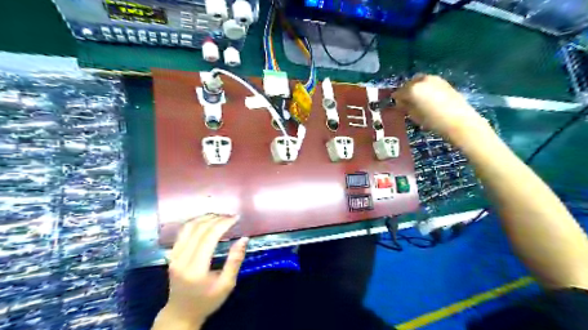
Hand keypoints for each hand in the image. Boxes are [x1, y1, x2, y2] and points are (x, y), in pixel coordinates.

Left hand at [153, 215, 245, 328]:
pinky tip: (206, 221)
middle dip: (217, 219)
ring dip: (206, 217)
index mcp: (196, 269)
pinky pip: (183, 231)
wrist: (181, 312)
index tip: (236, 218)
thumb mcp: (227, 284)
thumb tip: (244, 238)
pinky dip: (196, 222)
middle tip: (231, 216)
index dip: (223, 224)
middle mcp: (182, 259)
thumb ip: (235, 261)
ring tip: (221, 216)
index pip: (209, 237)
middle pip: (199, 229)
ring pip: (189, 227)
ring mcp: (174, 255)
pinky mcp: (171, 254)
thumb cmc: (207, 301)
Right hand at [393, 75, 484, 139]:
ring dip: (416, 88)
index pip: (398, 93)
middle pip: (409, 84)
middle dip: (406, 92)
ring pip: (419, 81)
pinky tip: (428, 98)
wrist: (458, 120)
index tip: (397, 106)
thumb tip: (402, 102)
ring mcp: (434, 79)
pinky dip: (425, 88)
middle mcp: (422, 80)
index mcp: (412, 89)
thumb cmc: (432, 121)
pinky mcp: (443, 81)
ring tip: (418, 100)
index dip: (396, 100)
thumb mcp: (414, 115)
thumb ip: (405, 106)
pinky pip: (429, 83)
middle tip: (407, 102)